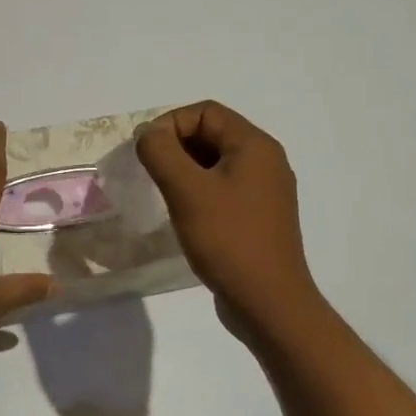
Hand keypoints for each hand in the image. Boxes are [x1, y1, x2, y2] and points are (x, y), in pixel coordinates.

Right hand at [136, 101, 321, 333]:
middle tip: (150, 172)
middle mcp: (266, 161)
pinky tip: (184, 214)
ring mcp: (265, 190)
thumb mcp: (186, 190)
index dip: (170, 124)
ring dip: (184, 169)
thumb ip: (161, 152)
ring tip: (163, 193)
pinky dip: (198, 190)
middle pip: (212, 133)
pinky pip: (223, 187)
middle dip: (176, 146)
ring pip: (215, 162)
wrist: (268, 303)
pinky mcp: (259, 216)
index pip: (205, 112)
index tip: (146, 152)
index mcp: (255, 146)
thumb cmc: (228, 239)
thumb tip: (148, 134)